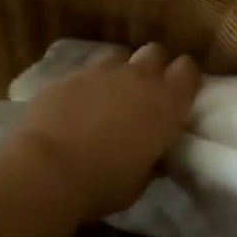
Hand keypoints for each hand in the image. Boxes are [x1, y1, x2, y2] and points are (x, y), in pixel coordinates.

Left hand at [10, 43, 201, 219]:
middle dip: (154, 67)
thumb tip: (154, 154)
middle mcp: (138, 78)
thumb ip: (152, 158)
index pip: (188, 70)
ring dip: (120, 71)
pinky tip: (77, 105)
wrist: (47, 171)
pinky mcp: (68, 75)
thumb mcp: (141, 180)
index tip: (178, 94)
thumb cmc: (104, 184)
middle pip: (155, 52)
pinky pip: (86, 71)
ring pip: (119, 56)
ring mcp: (101, 72)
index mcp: (166, 104)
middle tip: (145, 93)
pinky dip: (87, 84)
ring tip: (110, 94)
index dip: (184, 79)